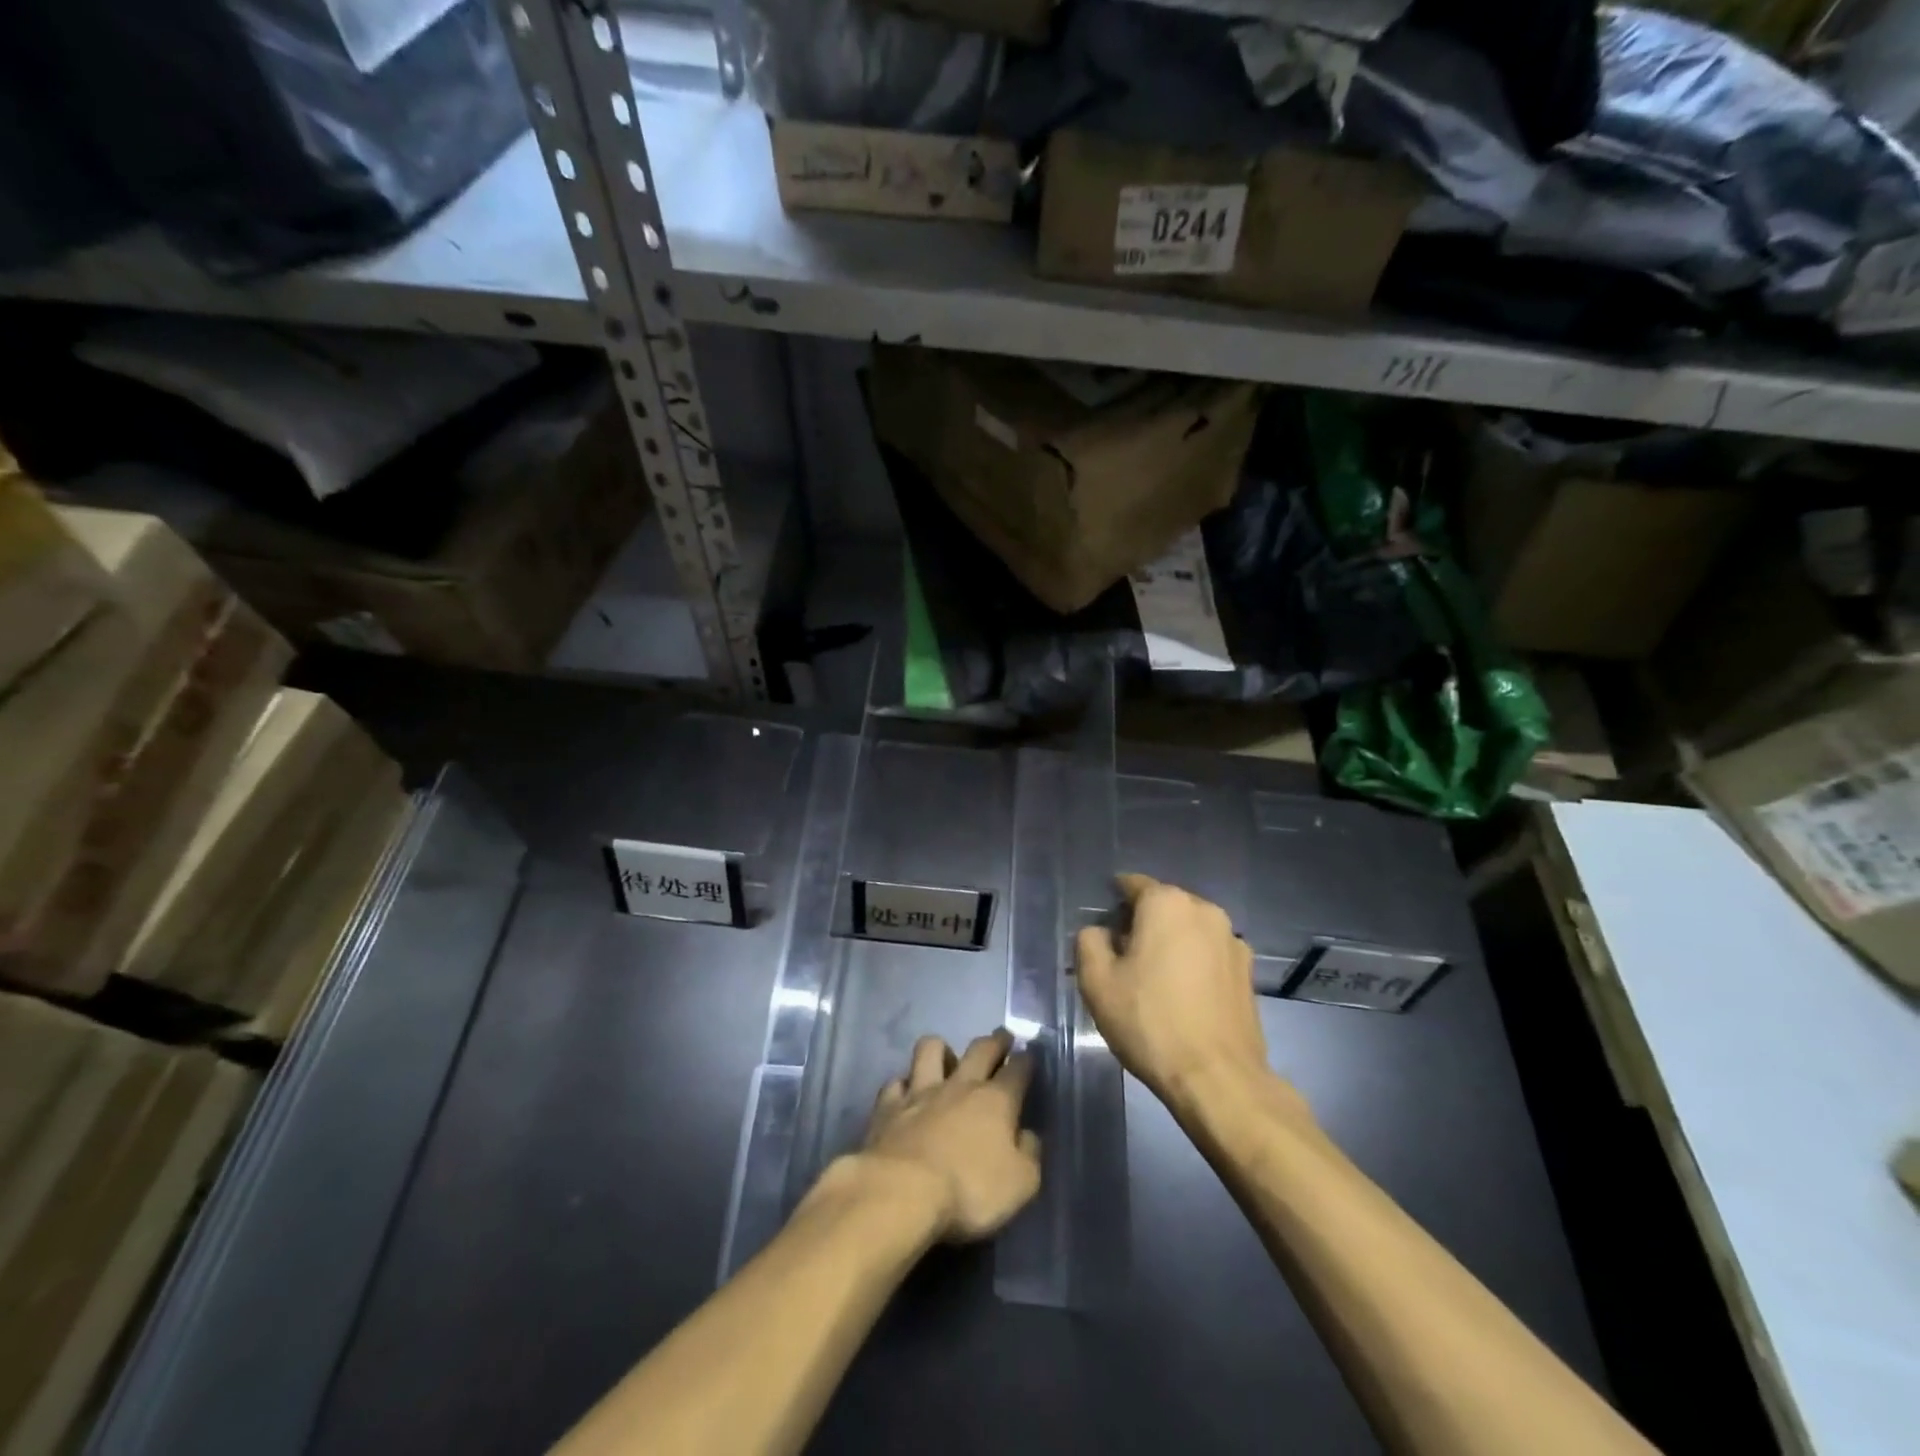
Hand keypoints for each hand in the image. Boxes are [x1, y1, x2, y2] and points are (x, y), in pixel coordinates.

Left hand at [858, 1029, 1041, 1242]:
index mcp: (996, 1101)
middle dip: (995, 1041)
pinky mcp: (888, 1105)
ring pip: (931, 1049)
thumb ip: (1029, 1155)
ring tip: (946, 1057)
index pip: (1017, 1070)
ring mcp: (921, 1090)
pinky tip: (905, 1093)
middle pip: (981, 1049)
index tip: (1029, 1054)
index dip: (1026, 1060)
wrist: (902, 1191)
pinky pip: (896, 1082)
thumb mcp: (1020, 1184)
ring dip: (941, 1049)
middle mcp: (960, 1085)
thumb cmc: (969, 1190)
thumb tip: (1028, 1135)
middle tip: (1001, 1037)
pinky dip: (903, 1085)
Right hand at [1075, 874, 1277, 1114]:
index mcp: (1167, 903)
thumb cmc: (1150, 1021)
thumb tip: (1101, 932)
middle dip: (1141, 923)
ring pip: (1188, 930)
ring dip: (1170, 944)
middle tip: (1122, 959)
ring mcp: (1233, 940)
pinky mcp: (1248, 972)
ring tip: (1154, 981)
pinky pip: (1209, 954)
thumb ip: (1089, 941)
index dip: (1112, 902)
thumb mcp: (1096, 981)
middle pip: (1162, 906)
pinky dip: (1193, 964)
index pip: (1132, 884)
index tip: (1102, 929)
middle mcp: (1205, 910)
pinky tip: (1183, 997)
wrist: (1217, 1078)